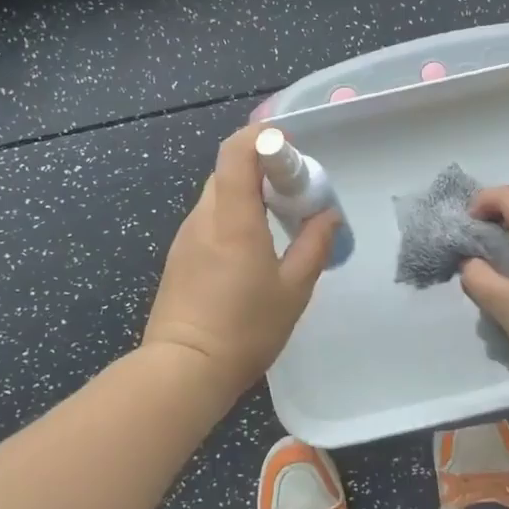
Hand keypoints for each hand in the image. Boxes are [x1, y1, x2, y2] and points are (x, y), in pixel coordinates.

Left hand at [143, 123, 339, 400]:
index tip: (290, 150)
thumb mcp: (294, 290)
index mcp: (233, 218)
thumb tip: (328, 215)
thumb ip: (314, 245)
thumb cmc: (245, 329)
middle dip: (262, 168)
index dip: (262, 138)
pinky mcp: (179, 256)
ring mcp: (186, 237)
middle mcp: (204, 218)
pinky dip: (233, 216)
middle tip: (294, 191)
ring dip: (248, 194)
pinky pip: (209, 219)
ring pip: (217, 195)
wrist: (183, 369)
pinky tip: (252, 248)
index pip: (237, 152)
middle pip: (228, 170)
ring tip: (278, 221)